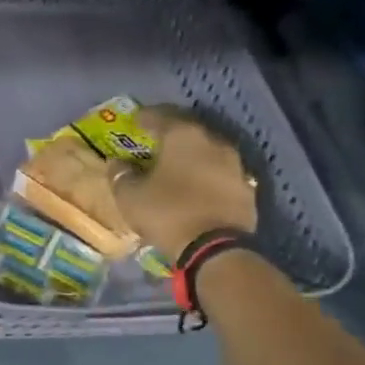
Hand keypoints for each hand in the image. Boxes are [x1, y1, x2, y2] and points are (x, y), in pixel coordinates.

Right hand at [109, 106, 257, 262]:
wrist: (215, 248)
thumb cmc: (167, 213)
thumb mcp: (130, 196)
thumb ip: (121, 174)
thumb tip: (118, 163)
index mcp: (183, 136)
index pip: (161, 116)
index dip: (145, 117)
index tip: (135, 120)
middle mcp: (213, 142)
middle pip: (188, 130)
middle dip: (170, 134)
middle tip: (154, 140)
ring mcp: (235, 164)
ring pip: (207, 151)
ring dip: (191, 155)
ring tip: (175, 164)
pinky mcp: (246, 187)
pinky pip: (220, 173)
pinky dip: (206, 174)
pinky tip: (196, 185)